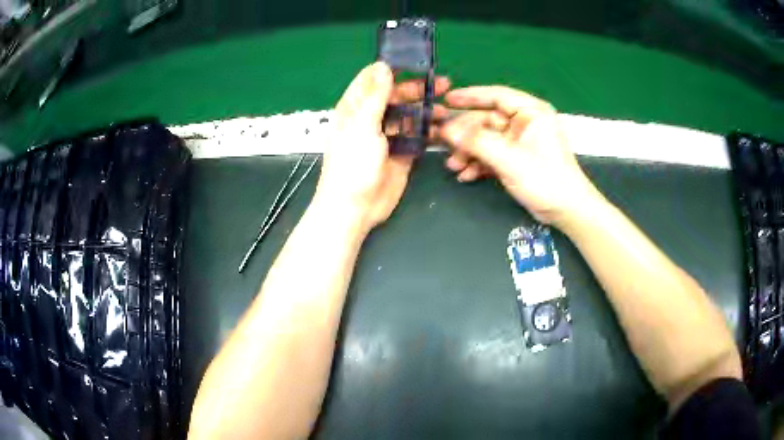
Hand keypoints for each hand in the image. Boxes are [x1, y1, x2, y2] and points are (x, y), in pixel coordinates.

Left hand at [313, 62, 449, 230]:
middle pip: (396, 95)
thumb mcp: (363, 125)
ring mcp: (387, 136)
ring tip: (445, 109)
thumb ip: (375, 96)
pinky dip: (428, 131)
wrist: (356, 207)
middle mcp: (371, 118)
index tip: (416, 62)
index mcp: (355, 107)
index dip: (392, 69)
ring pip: (409, 115)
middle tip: (443, 85)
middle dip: (417, 88)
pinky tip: (442, 128)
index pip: (372, 79)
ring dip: (426, 109)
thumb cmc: (352, 164)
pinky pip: (416, 136)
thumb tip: (383, 66)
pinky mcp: (401, 153)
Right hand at [438, 86, 600, 225]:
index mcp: (530, 112)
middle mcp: (525, 122)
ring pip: (487, 139)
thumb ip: (476, 142)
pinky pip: (493, 154)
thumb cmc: (544, 179)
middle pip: (487, 120)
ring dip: (469, 152)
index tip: (446, 100)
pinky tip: (465, 175)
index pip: (497, 95)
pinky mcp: (517, 158)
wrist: (566, 211)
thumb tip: (446, 130)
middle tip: (442, 145)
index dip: (470, 96)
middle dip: (466, 136)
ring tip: (453, 167)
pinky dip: (479, 164)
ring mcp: (520, 141)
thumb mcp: (509, 159)